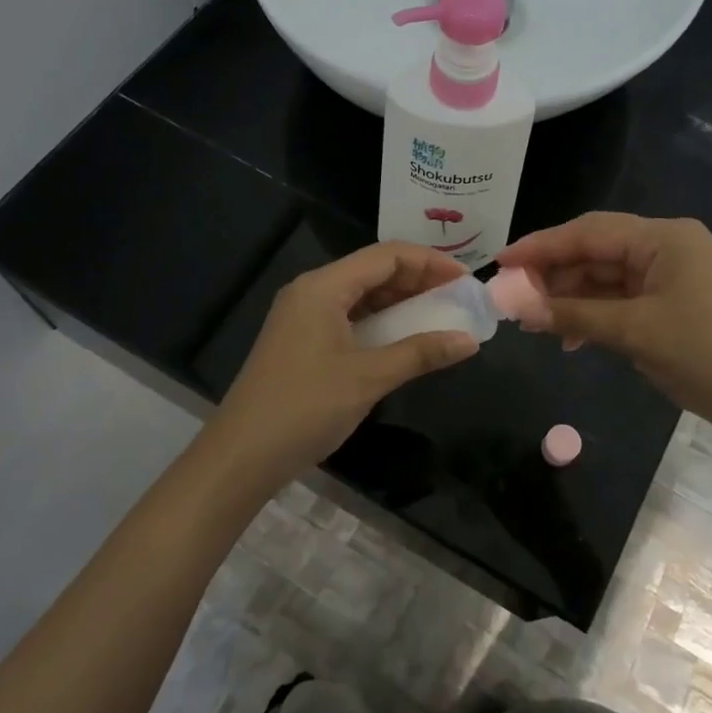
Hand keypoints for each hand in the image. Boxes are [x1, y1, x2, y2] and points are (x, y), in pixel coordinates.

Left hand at [195, 242, 479, 493]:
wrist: (241, 456)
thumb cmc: (306, 407)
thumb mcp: (369, 378)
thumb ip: (421, 353)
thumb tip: (469, 341)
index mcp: (323, 287)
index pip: (386, 256)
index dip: (430, 262)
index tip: (466, 281)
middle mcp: (311, 292)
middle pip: (373, 271)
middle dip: (418, 281)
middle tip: (458, 299)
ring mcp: (303, 317)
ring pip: (361, 295)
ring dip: (400, 302)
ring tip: (439, 315)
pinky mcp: (302, 341)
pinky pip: (349, 318)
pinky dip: (380, 322)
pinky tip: (404, 338)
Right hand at [495, 213, 711, 438]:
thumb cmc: (703, 356)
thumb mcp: (633, 333)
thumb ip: (573, 315)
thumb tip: (517, 307)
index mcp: (665, 238)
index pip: (590, 232)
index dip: (542, 246)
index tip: (501, 260)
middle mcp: (668, 245)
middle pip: (597, 250)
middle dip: (554, 273)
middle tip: (512, 295)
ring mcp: (673, 273)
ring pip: (606, 275)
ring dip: (571, 296)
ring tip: (534, 320)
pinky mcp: (673, 299)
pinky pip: (623, 296)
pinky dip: (595, 311)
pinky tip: (570, 335)